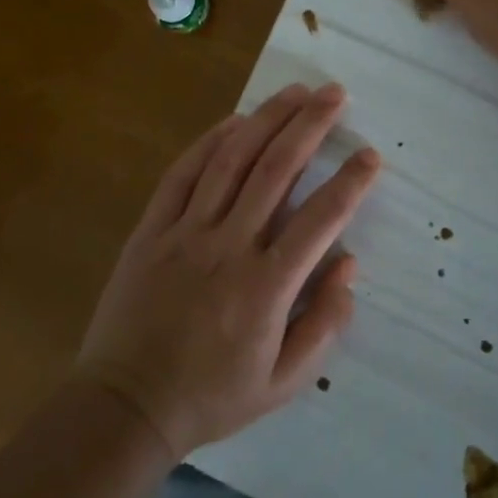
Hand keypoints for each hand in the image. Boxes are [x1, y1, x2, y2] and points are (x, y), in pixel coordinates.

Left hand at [75, 83, 379, 459]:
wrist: (126, 405)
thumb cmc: (212, 397)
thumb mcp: (284, 383)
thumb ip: (324, 325)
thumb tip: (349, 265)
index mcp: (266, 287)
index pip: (320, 219)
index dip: (351, 182)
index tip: (371, 154)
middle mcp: (229, 247)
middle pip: (276, 170)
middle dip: (309, 126)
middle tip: (334, 94)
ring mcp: (185, 233)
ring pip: (230, 161)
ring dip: (265, 121)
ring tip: (294, 92)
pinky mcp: (151, 230)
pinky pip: (182, 175)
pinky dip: (209, 143)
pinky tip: (234, 122)